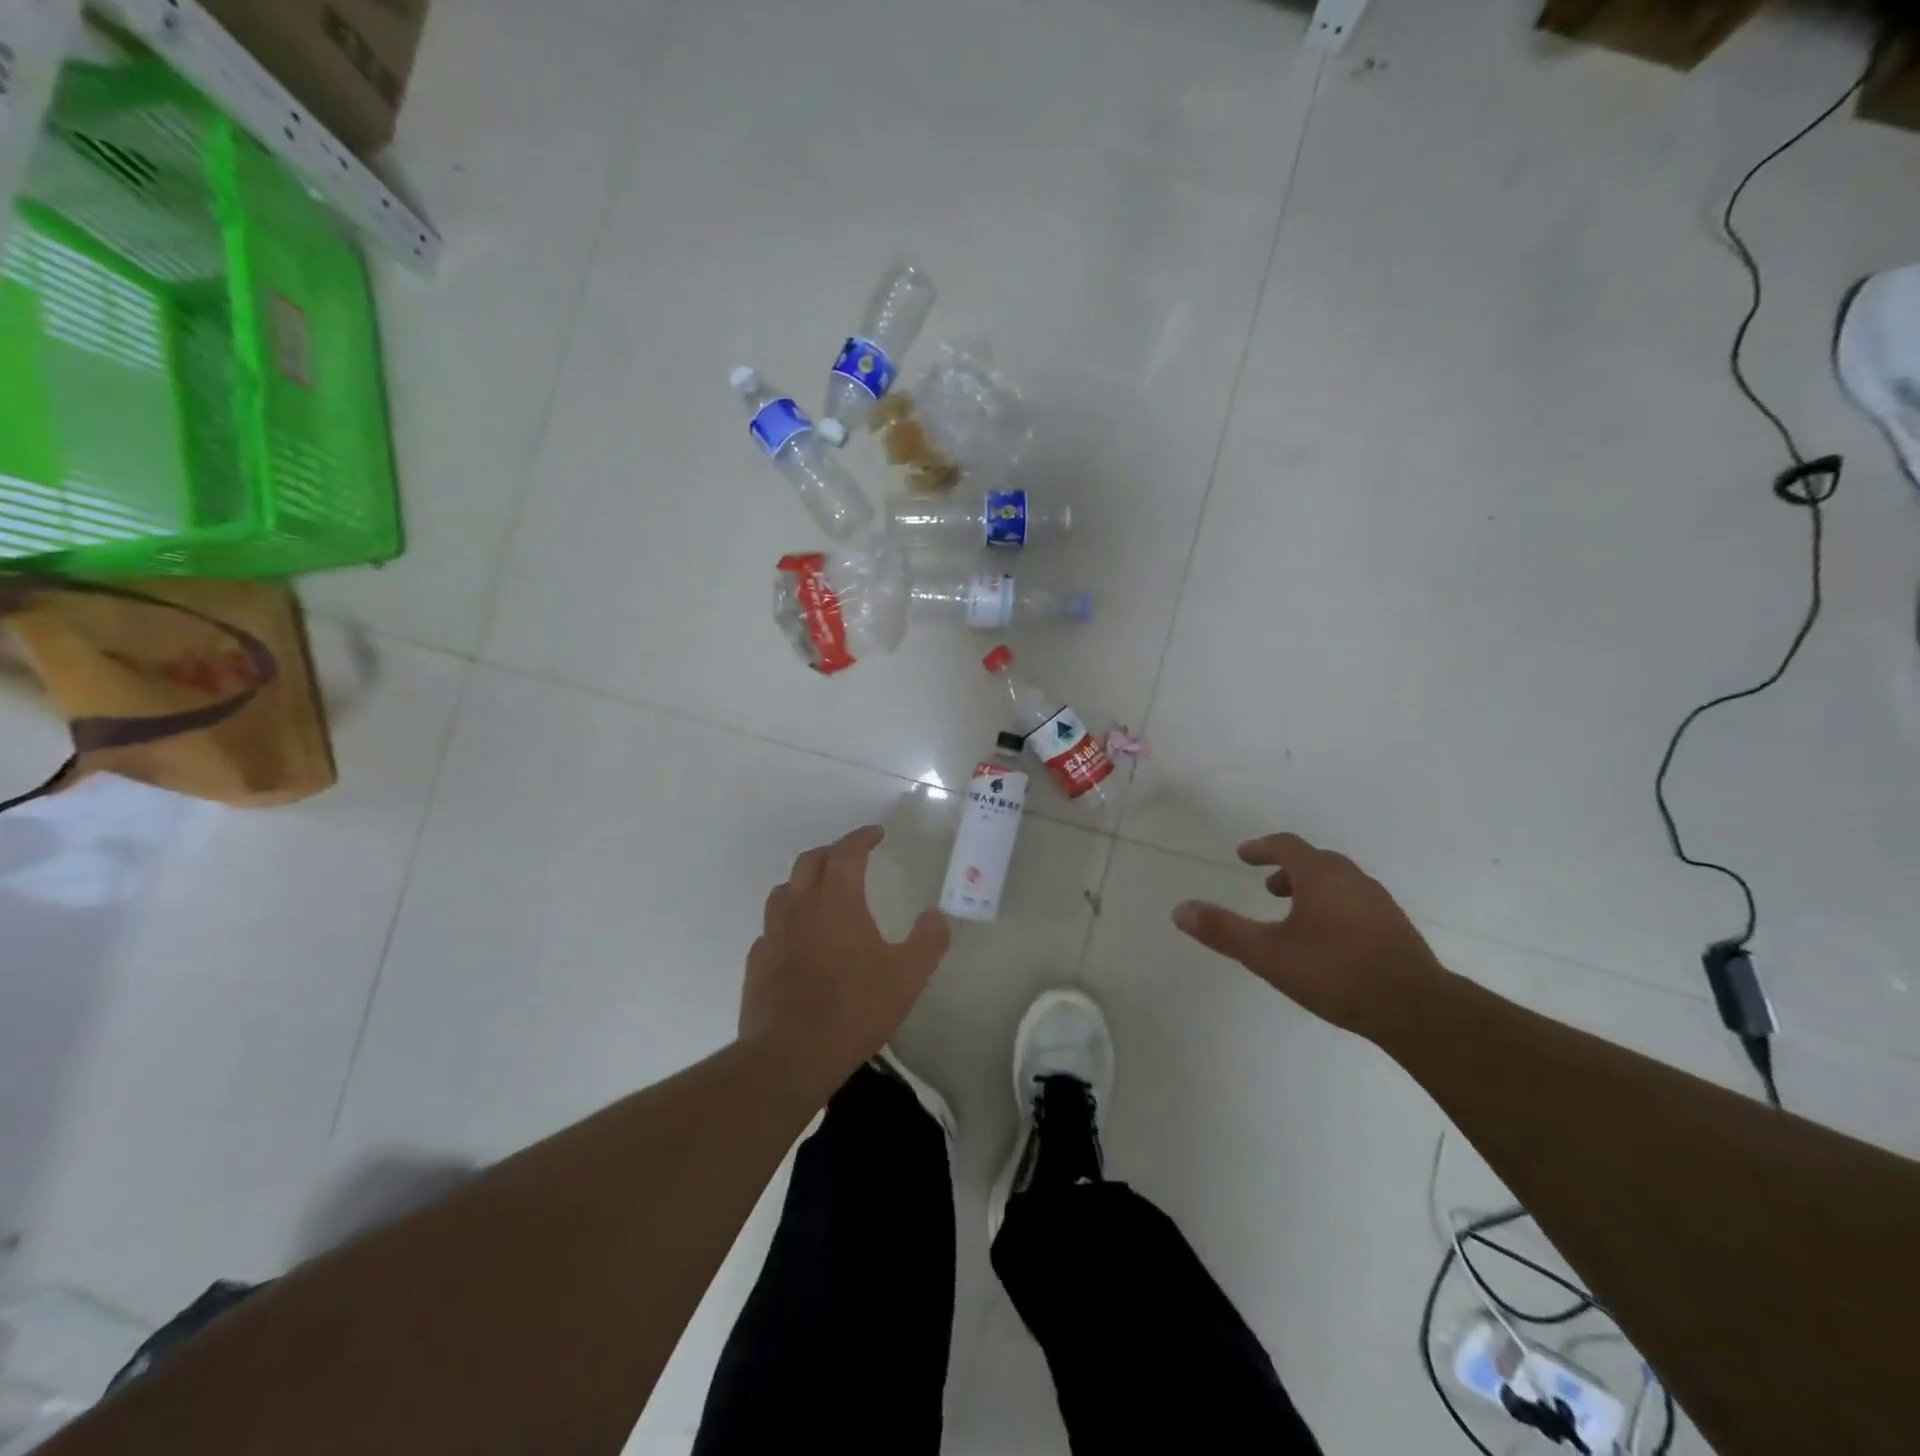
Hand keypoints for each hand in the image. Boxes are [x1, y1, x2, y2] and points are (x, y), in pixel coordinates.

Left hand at [740, 825, 950, 1087]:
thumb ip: (928, 941)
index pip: (846, 853)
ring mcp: (773, 934)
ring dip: (804, 883)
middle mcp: (800, 907)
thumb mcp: (907, 977)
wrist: (790, 1056)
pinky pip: (772, 928)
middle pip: (810, 862)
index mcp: (837, 901)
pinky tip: (799, 942)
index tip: (876, 834)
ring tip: (821, 894)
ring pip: (784, 891)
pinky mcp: (757, 963)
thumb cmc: (854, 1009)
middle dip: (832, 853)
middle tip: (850, 858)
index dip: (862, 838)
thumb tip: (936, 916)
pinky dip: (788, 922)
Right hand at [1171, 833, 1445, 1038]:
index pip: (1287, 846)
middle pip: (1316, 861)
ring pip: (1339, 882)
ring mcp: (1379, 903)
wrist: (1415, 1009)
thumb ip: (1223, 930)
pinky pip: (1357, 903)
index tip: (1244, 856)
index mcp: (1321, 876)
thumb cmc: (1334, 972)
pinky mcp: (1396, 928)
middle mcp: (1352, 880)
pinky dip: (1335, 906)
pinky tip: (1330, 940)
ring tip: (1295, 915)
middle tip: (1268, 887)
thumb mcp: (1267, 954)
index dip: (1262, 847)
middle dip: (1287, 869)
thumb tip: (1179, 909)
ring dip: (1312, 888)